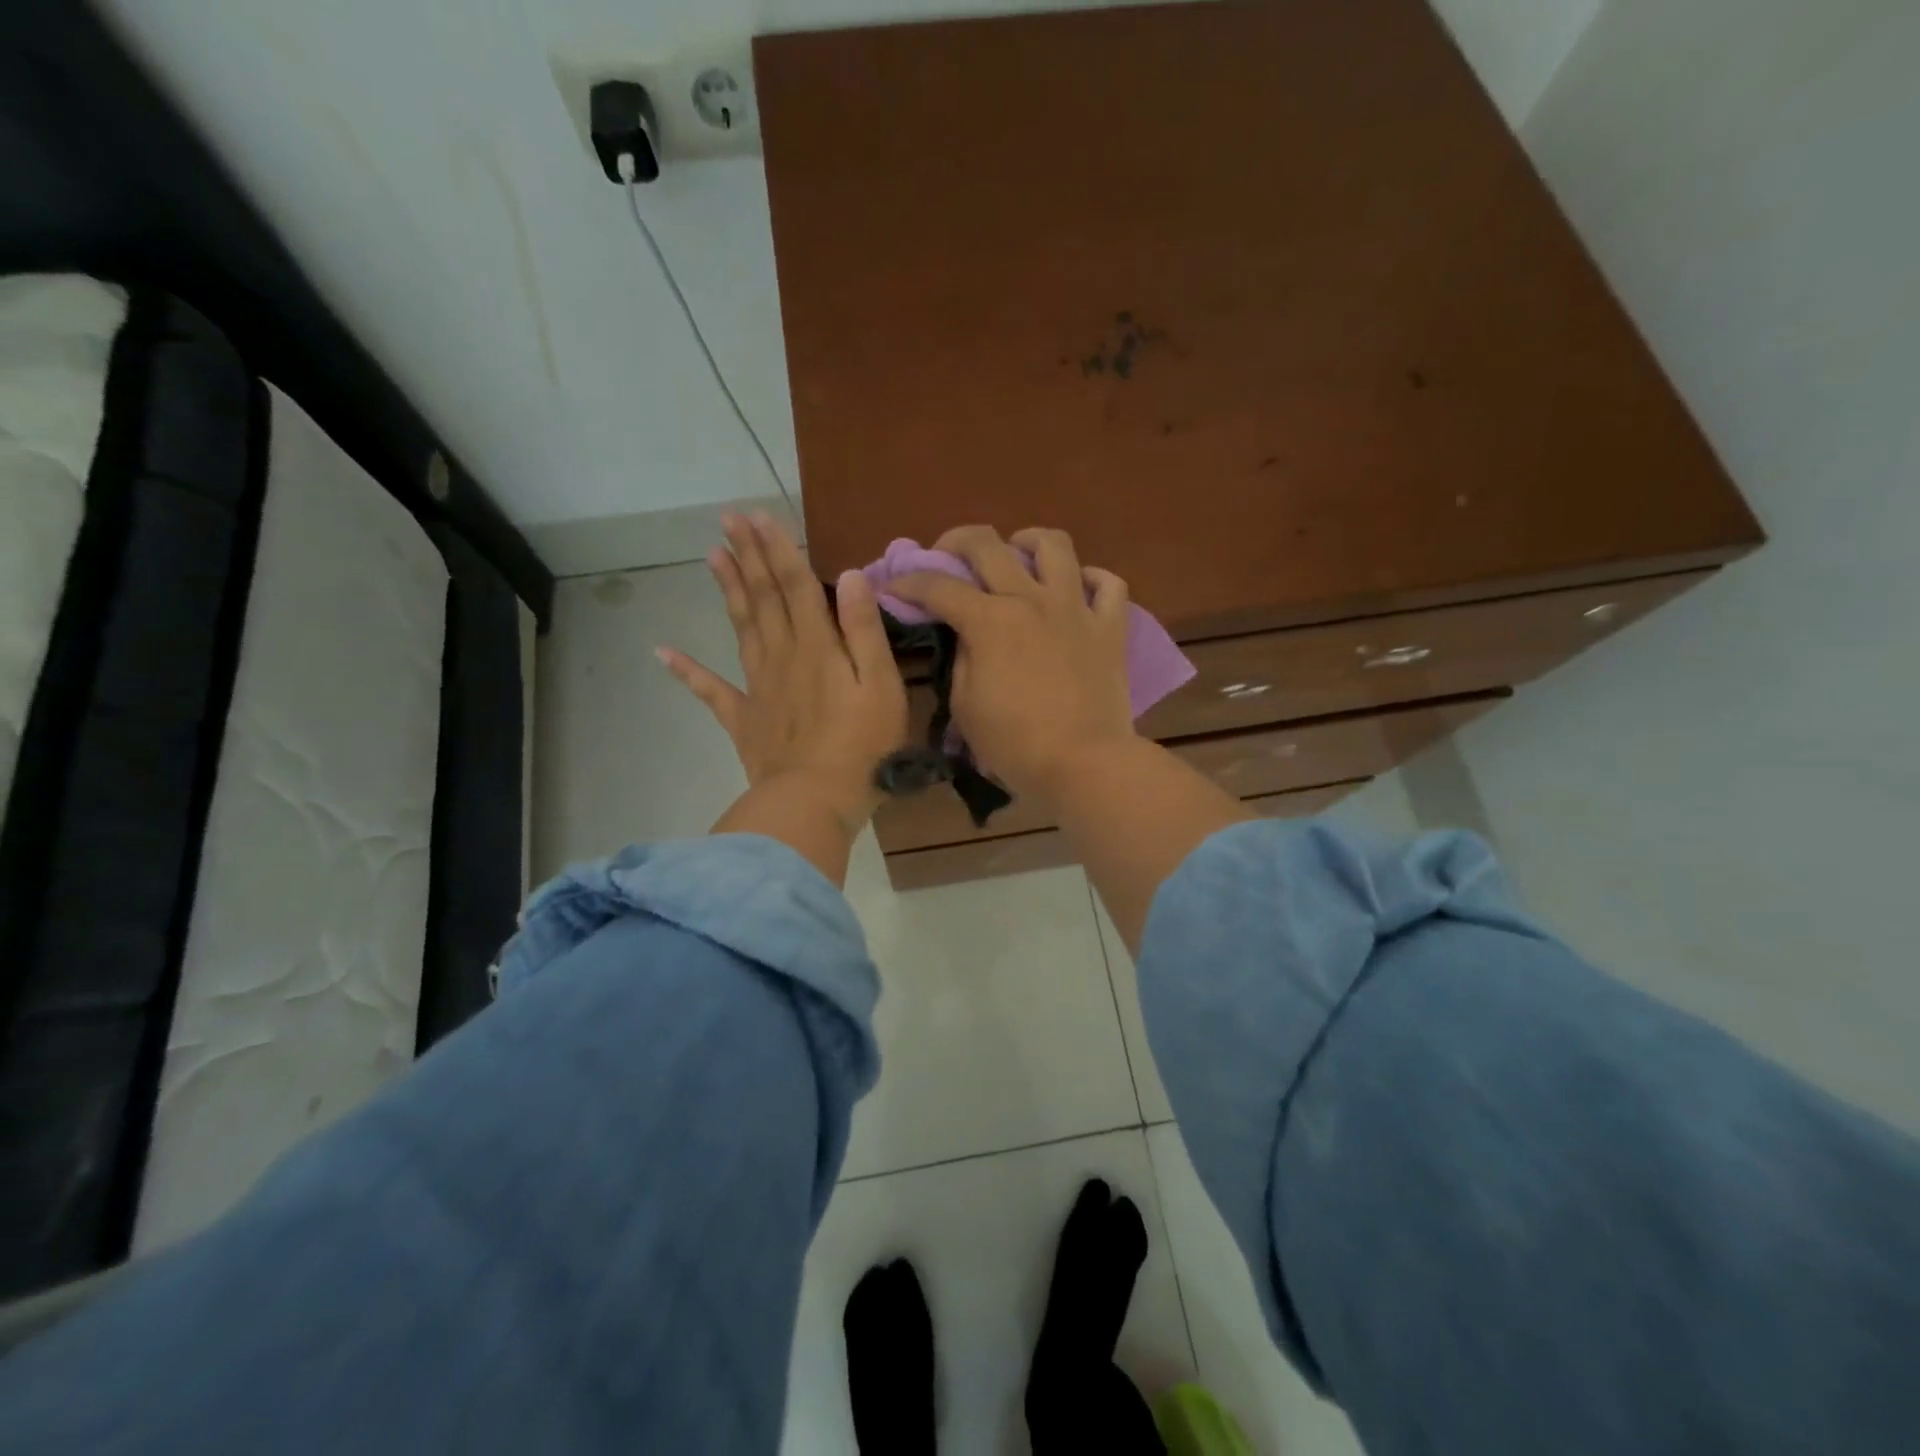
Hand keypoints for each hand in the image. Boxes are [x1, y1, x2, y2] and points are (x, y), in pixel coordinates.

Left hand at [659, 513, 907, 839]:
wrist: (815, 802)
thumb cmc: (863, 747)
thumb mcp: (881, 686)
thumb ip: (864, 630)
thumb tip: (851, 576)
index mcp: (817, 646)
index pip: (796, 585)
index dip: (779, 548)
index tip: (759, 515)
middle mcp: (782, 656)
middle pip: (763, 598)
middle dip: (748, 556)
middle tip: (729, 519)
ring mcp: (757, 687)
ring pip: (740, 628)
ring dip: (727, 590)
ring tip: (712, 555)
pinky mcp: (744, 720)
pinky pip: (711, 691)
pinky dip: (686, 671)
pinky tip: (663, 652)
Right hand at [888, 525, 1134, 808]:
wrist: (1085, 764)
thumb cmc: (1016, 745)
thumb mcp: (966, 706)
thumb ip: (962, 659)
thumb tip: (968, 636)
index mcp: (989, 621)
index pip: (938, 587)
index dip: (908, 582)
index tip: (894, 586)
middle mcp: (1031, 600)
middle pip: (988, 544)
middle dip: (956, 541)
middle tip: (947, 555)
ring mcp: (1075, 609)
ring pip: (1054, 545)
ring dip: (1027, 541)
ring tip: (1017, 555)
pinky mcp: (1110, 627)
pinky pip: (1109, 584)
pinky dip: (1091, 579)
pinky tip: (1076, 589)